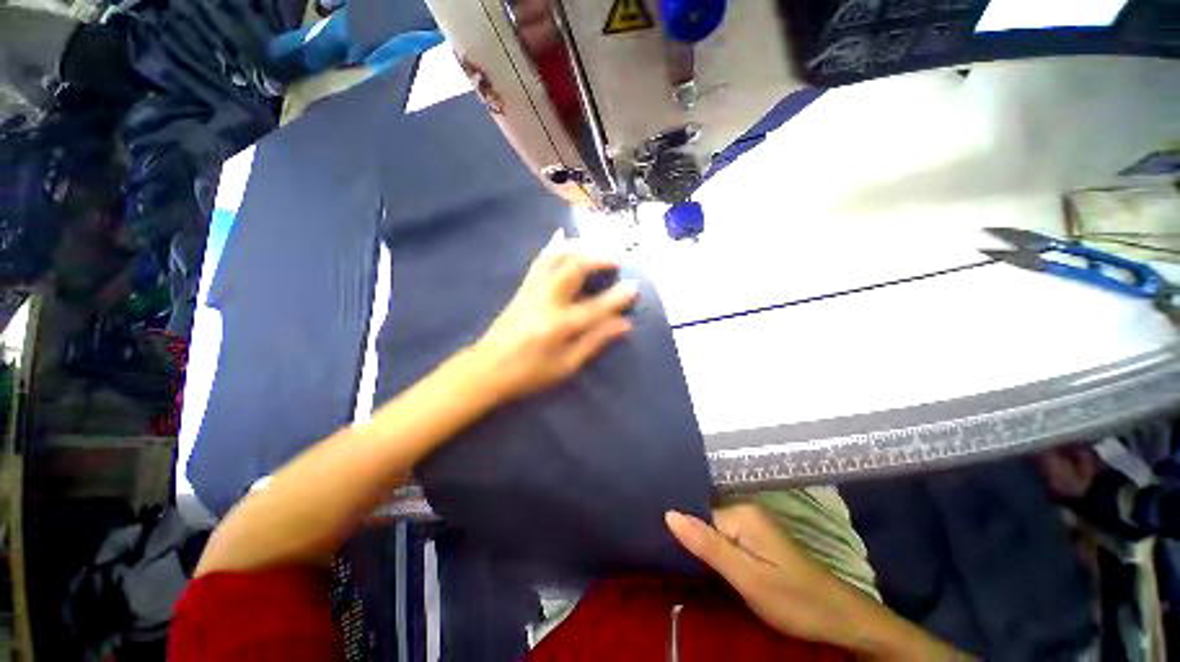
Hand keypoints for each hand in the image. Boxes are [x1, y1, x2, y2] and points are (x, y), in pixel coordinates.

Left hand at [471, 231, 637, 402]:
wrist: (487, 369)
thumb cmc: (529, 373)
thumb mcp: (566, 365)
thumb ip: (595, 341)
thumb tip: (624, 324)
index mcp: (559, 326)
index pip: (596, 307)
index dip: (618, 297)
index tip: (634, 287)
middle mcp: (545, 301)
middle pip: (573, 268)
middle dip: (597, 258)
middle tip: (615, 259)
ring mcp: (531, 290)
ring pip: (555, 257)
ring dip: (578, 248)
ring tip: (594, 247)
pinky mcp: (522, 288)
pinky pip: (540, 260)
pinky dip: (554, 247)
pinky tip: (562, 238)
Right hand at [667, 504, 857, 643]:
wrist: (839, 618)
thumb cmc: (794, 600)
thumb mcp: (748, 578)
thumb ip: (708, 546)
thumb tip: (669, 514)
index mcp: (741, 513)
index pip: (696, 512)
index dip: (681, 530)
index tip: (661, 544)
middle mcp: (745, 510)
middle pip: (704, 518)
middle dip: (690, 536)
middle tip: (671, 558)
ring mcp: (752, 524)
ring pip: (713, 528)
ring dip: (701, 544)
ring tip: (682, 561)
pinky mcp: (756, 538)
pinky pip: (724, 537)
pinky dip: (714, 549)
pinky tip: (706, 564)